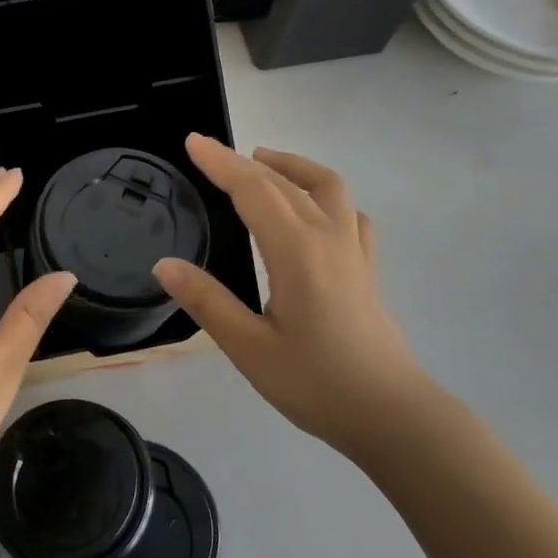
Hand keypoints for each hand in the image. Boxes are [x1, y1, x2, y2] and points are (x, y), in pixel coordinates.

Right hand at [154, 134, 433, 454]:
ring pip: (327, 186)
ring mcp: (354, 251)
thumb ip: (207, 302)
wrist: (393, 416)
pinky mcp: (367, 269)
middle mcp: (328, 238)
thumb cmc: (317, 384)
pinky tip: (313, 211)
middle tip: (209, 153)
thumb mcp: (250, 349)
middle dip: (243, 161)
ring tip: (262, 163)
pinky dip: (325, 196)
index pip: (253, 191)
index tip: (193, 141)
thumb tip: (163, 264)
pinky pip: (349, 213)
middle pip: (284, 182)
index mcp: (296, 251)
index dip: (221, 162)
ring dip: (292, 167)